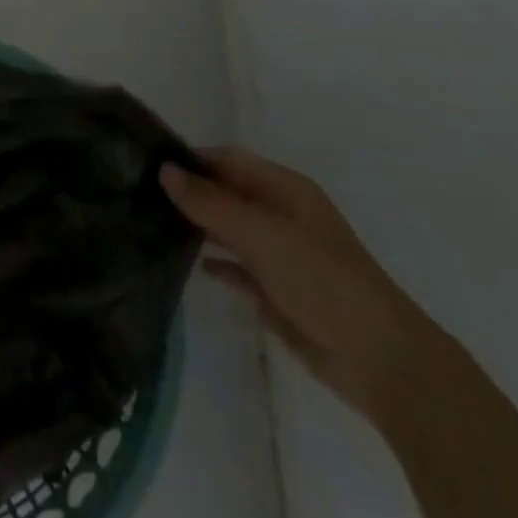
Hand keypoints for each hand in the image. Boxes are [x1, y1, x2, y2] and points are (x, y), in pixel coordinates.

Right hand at [161, 148, 438, 419]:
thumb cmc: (320, 277)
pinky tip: (187, 265)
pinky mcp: (276, 291)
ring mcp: (279, 254)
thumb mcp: (260, 232)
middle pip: (226, 193)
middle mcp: (279, 214)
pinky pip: (237, 268)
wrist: (378, 358)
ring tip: (150, 223)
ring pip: (228, 229)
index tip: (145, 162)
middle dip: (189, 192)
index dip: (190, 158)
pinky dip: (215, 263)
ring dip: (197, 226)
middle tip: (139, 193)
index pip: (227, 159)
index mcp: (283, 188)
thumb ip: (209, 202)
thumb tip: (164, 170)